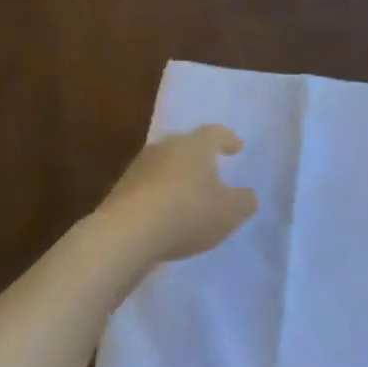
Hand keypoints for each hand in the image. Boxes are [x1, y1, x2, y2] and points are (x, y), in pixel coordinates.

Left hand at [97, 126, 257, 262]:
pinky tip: (166, 213)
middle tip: (212, 168)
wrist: (127, 233)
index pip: (215, 133)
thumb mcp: (230, 212)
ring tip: (189, 195)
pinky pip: (148, 186)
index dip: (228, 139)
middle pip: (186, 146)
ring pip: (165, 165)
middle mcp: (165, 147)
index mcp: (194, 145)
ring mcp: (139, 167)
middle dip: (200, 157)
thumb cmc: (187, 213)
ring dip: (178, 177)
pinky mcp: (121, 189)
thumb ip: (244, 201)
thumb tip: (246, 194)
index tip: (236, 147)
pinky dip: (160, 195)